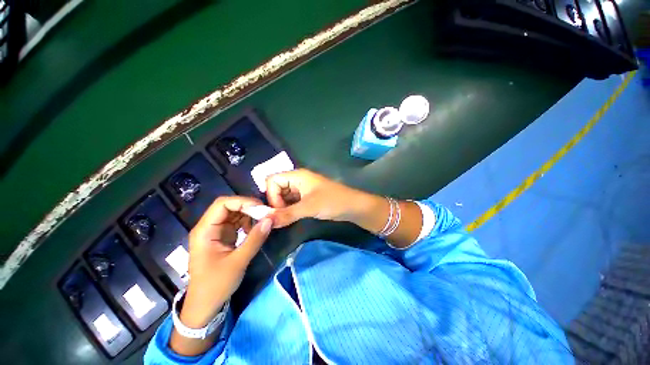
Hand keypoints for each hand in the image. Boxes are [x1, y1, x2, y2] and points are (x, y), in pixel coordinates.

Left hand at [181, 196, 272, 328]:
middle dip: (249, 208)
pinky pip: (237, 223)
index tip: (261, 208)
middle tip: (266, 214)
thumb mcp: (238, 262)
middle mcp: (209, 227)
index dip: (242, 202)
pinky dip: (248, 223)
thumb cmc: (215, 286)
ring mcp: (216, 232)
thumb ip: (255, 239)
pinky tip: (256, 229)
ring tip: (264, 221)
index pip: (222, 204)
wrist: (204, 306)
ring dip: (250, 215)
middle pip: (229, 207)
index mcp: (205, 231)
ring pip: (234, 214)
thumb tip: (270, 219)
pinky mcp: (223, 237)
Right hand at [265, 169, 373, 227]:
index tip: (278, 210)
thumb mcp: (309, 207)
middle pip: (276, 188)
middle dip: (275, 202)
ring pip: (283, 196)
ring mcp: (302, 189)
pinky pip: (291, 202)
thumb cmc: (332, 202)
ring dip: (282, 207)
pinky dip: (289, 210)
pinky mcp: (307, 198)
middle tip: (280, 217)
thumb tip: (265, 221)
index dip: (271, 195)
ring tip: (285, 219)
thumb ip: (286, 214)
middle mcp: (298, 180)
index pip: (272, 180)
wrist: (353, 206)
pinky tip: (291, 218)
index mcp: (297, 175)